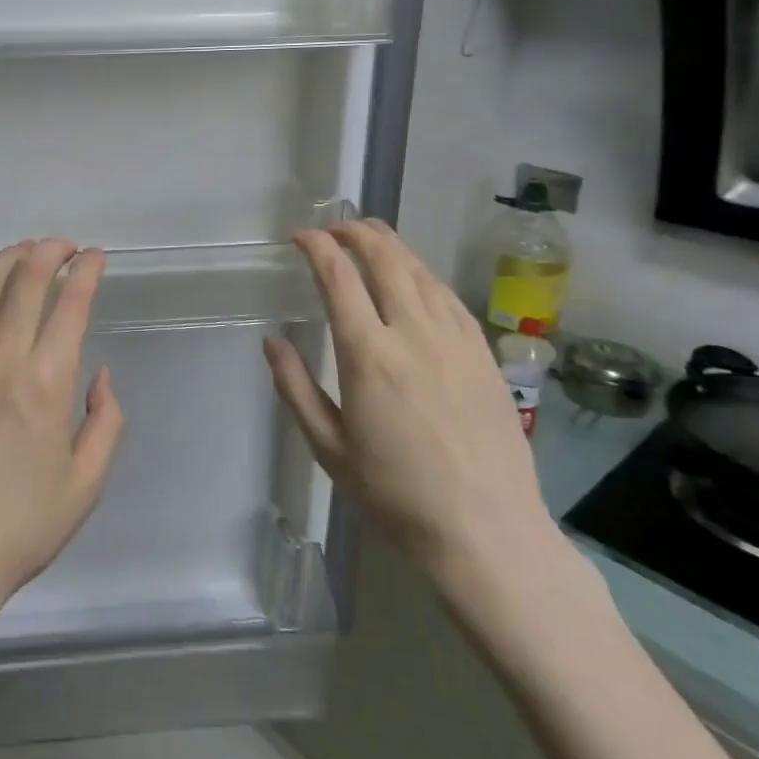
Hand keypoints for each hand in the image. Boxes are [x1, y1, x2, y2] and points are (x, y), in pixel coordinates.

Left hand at [0, 239, 127, 624]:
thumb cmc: (19, 526)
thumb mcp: (85, 484)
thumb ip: (104, 423)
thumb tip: (100, 376)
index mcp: (49, 380)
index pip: (72, 302)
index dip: (88, 270)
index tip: (96, 258)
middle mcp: (3, 356)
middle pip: (27, 279)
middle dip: (50, 251)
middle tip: (64, 247)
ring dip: (9, 258)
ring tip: (25, 251)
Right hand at [262, 218, 553, 581]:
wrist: (486, 532)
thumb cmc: (395, 495)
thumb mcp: (328, 448)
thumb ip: (295, 388)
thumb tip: (272, 341)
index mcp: (368, 355)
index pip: (339, 278)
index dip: (318, 247)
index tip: (301, 236)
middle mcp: (413, 334)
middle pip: (385, 259)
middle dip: (356, 232)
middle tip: (335, 227)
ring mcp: (456, 341)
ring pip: (421, 272)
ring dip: (392, 246)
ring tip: (371, 237)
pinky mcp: (484, 355)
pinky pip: (449, 298)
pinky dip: (424, 275)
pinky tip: (416, 279)